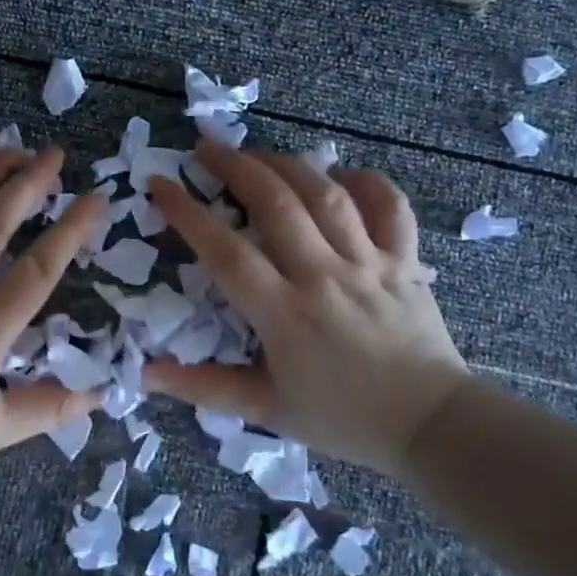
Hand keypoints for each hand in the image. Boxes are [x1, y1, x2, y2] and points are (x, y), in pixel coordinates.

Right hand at [145, 144, 467, 476]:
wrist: (431, 427)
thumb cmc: (343, 419)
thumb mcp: (266, 410)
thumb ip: (204, 388)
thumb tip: (145, 374)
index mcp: (284, 315)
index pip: (225, 252)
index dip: (187, 213)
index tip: (159, 185)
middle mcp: (324, 277)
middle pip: (275, 204)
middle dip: (234, 166)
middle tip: (205, 148)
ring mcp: (369, 264)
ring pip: (326, 195)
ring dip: (286, 164)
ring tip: (256, 153)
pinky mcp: (405, 261)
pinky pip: (389, 206)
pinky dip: (366, 181)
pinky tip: (339, 175)